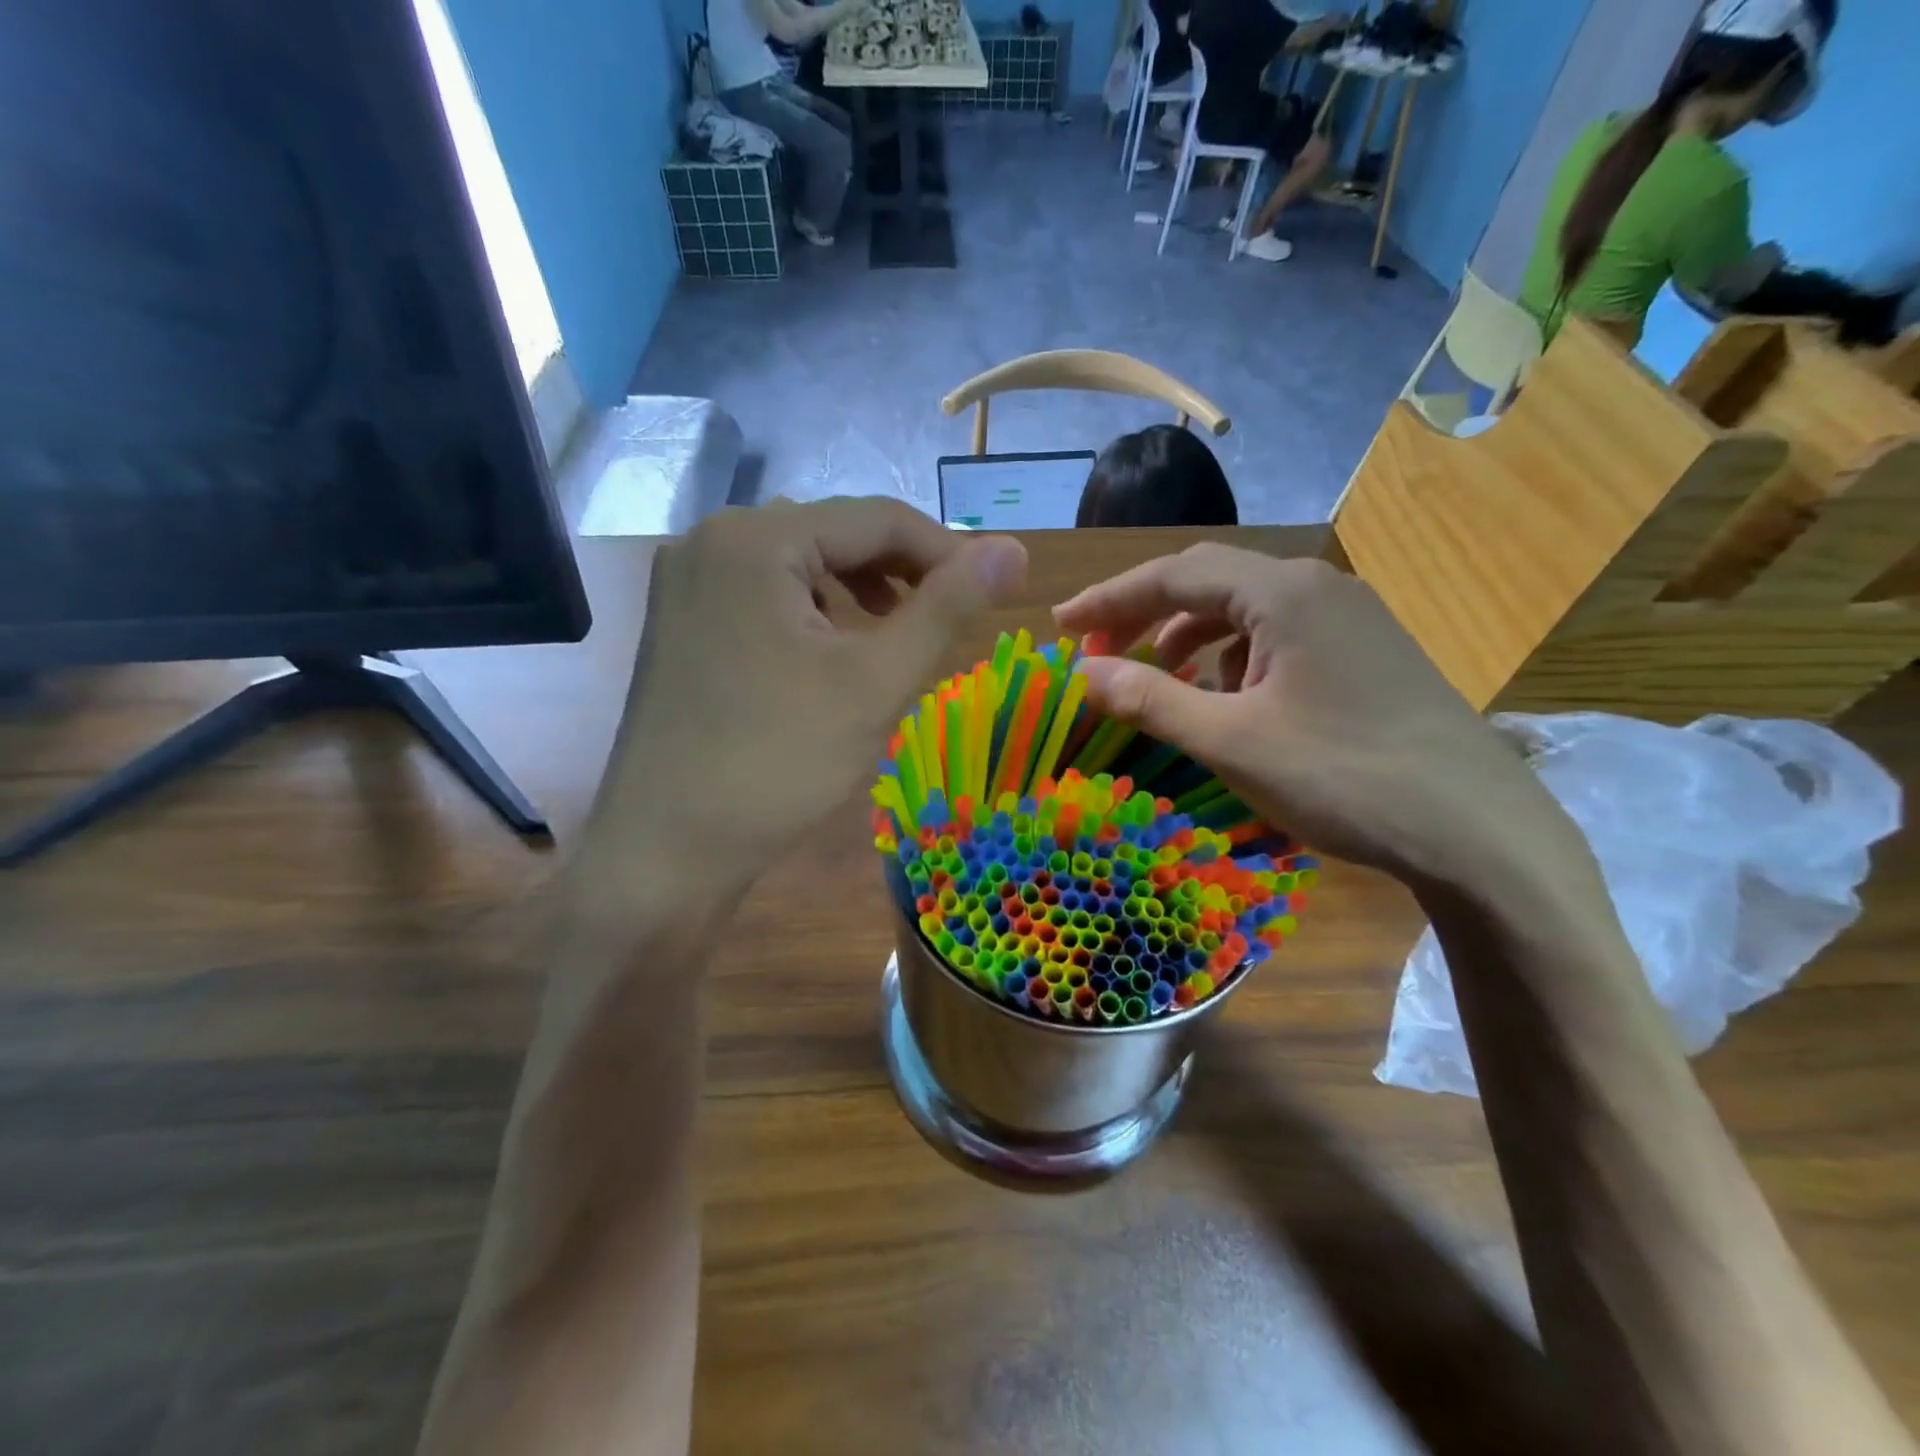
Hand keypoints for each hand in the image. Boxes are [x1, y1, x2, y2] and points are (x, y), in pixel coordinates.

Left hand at [593, 499, 1025, 897]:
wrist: (667, 850)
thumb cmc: (778, 762)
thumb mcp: (876, 682)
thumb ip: (947, 607)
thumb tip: (1014, 550)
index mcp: (755, 538)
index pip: (877, 518)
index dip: (947, 551)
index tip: (996, 592)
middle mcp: (711, 541)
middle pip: (834, 535)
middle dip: (901, 574)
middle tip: (947, 621)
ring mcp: (687, 583)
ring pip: (800, 567)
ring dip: (859, 592)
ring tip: (896, 638)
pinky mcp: (681, 624)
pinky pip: (765, 597)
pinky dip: (813, 615)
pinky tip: (833, 655)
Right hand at [1053, 546, 1567, 885]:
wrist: (1477, 830)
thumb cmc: (1343, 777)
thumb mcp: (1231, 741)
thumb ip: (1149, 700)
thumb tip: (1081, 674)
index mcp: (1283, 592)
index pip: (1174, 574)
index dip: (1109, 599)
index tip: (1061, 628)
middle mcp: (1317, 588)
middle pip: (1209, 584)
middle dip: (1145, 617)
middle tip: (1098, 654)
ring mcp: (1349, 619)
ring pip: (1245, 613)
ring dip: (1190, 641)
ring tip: (1156, 682)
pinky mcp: (1366, 654)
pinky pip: (1279, 639)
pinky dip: (1234, 662)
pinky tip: (1227, 702)